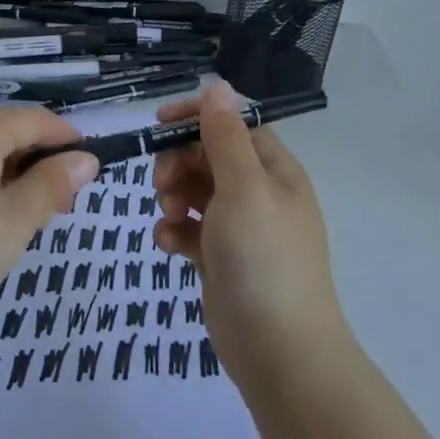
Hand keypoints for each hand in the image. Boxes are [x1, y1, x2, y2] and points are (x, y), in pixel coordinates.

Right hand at [153, 80, 350, 389]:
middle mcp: (259, 193)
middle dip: (179, 162)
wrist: (280, 353)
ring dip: (174, 195)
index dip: (197, 118)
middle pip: (209, 156)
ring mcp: (240, 228)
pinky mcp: (221, 260)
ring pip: (195, 191)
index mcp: (274, 170)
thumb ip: (225, 135)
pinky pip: (191, 230)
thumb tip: (218, 84)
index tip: (160, 122)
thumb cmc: (263, 257)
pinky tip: (168, 245)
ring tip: (168, 215)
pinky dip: (175, 231)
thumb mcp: (243, 187)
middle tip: (161, 182)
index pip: (233, 125)